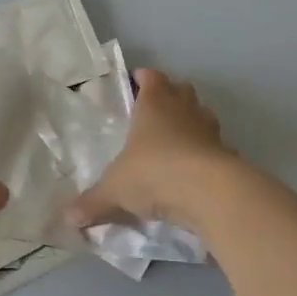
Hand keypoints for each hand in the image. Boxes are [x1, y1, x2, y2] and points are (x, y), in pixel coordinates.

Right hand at [66, 69, 234, 231]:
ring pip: (202, 115)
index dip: (144, 78)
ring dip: (191, 123)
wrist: (210, 194)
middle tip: (154, 112)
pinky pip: (215, 148)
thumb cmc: (154, 173)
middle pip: (181, 90)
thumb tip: (67, 217)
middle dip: (170, 96)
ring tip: (175, 141)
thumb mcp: (115, 190)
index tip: (136, 82)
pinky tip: (194, 172)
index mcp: (154, 104)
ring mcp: (211, 131)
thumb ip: (92, 202)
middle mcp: (184, 110)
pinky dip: (206, 154)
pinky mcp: (228, 155)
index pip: (151, 78)